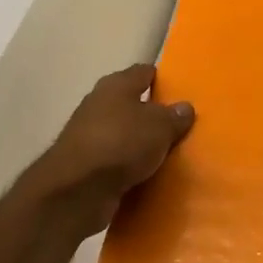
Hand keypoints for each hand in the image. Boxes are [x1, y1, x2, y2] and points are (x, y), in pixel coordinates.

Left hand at [31, 65, 194, 236]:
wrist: (77, 189)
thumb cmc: (122, 143)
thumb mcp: (160, 127)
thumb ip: (174, 116)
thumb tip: (184, 107)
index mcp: (116, 85)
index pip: (143, 72)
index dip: (161, 79)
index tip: (179, 91)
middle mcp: (99, 104)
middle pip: (130, 103)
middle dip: (151, 113)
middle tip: (177, 125)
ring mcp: (88, 134)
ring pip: (122, 132)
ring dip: (139, 141)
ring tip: (165, 152)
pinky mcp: (84, 164)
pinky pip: (115, 159)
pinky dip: (128, 165)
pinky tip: (146, 173)